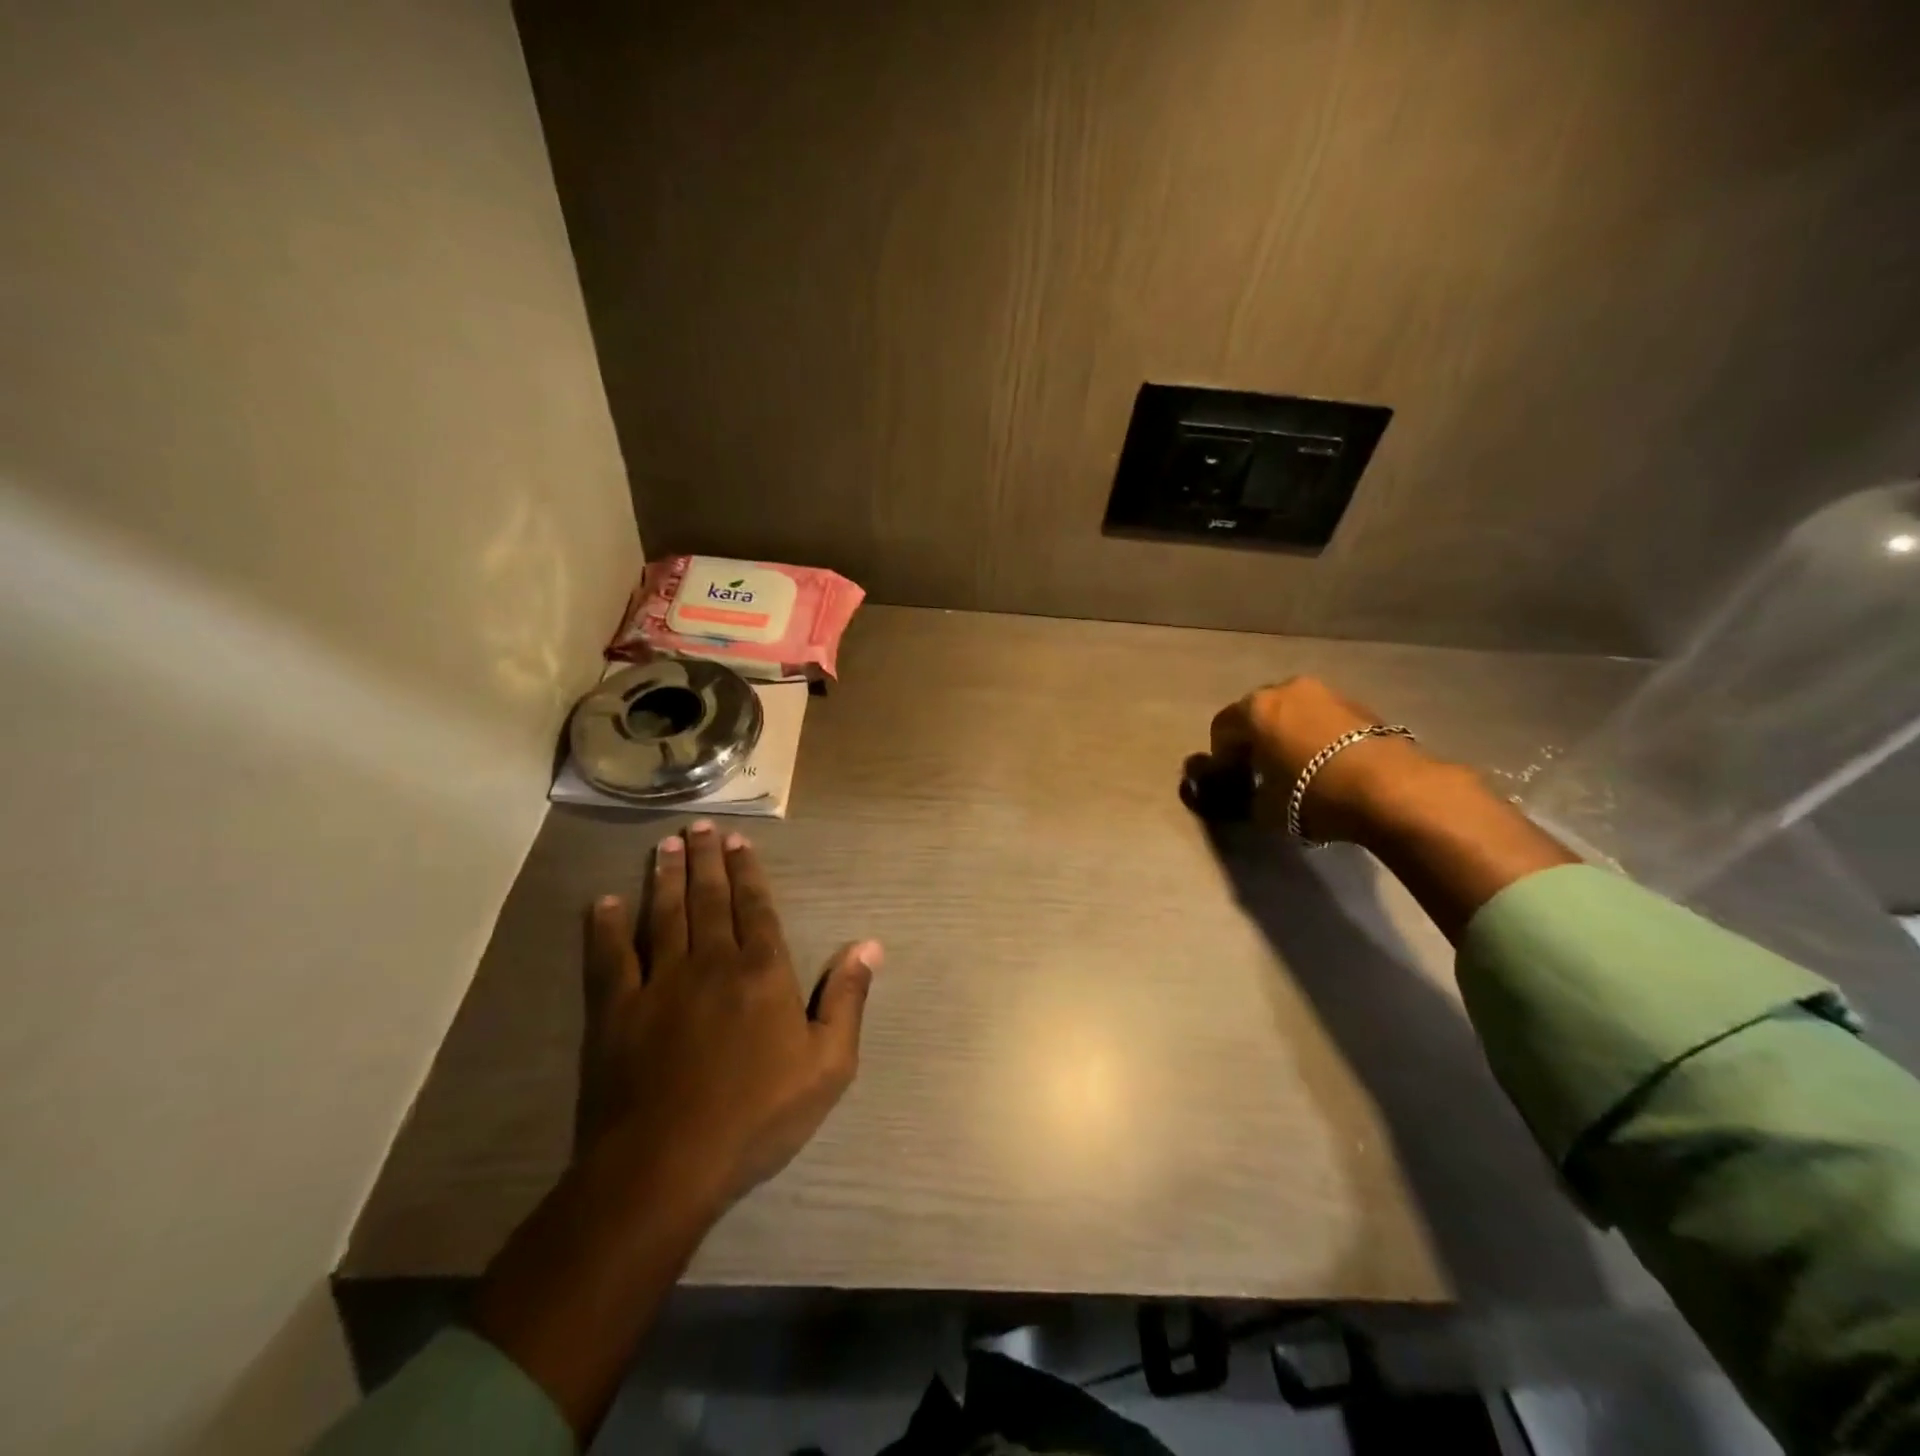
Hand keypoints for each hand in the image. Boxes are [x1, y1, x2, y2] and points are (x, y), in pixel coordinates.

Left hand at [473, 821, 879, 1437]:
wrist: (668, 1165)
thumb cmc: (758, 1117)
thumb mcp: (828, 1066)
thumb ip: (847, 999)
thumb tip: (869, 944)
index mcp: (762, 971)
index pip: (756, 908)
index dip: (748, 872)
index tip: (738, 842)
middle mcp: (711, 962)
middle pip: (709, 899)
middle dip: (705, 860)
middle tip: (698, 826)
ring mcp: (659, 982)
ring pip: (663, 915)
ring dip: (664, 877)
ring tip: (664, 845)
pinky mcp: (616, 1010)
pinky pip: (610, 957)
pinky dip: (606, 927)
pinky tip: (603, 903)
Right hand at [1195, 677, 1431, 841]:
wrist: (1390, 788)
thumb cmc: (1312, 794)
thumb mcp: (1265, 808)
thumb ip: (1249, 797)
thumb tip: (1253, 794)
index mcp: (1254, 708)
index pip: (1222, 728)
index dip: (1221, 756)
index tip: (1232, 780)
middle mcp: (1287, 689)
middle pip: (1258, 714)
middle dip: (1255, 739)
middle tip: (1262, 771)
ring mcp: (1327, 692)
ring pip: (1293, 713)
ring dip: (1288, 735)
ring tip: (1298, 768)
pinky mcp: (1360, 705)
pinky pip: (1323, 719)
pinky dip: (1317, 736)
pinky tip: (1327, 765)